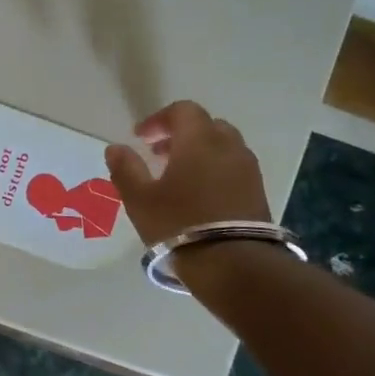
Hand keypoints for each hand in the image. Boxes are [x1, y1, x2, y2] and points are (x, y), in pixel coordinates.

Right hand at [104, 101, 271, 246]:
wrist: (235, 265)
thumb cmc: (179, 224)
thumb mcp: (140, 198)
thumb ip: (126, 168)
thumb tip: (116, 148)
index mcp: (199, 140)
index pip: (183, 110)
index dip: (159, 119)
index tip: (141, 138)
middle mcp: (228, 147)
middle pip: (207, 125)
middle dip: (182, 134)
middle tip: (160, 154)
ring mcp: (248, 171)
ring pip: (223, 147)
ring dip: (200, 153)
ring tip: (179, 177)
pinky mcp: (259, 193)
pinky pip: (234, 169)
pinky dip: (215, 171)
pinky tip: (199, 196)